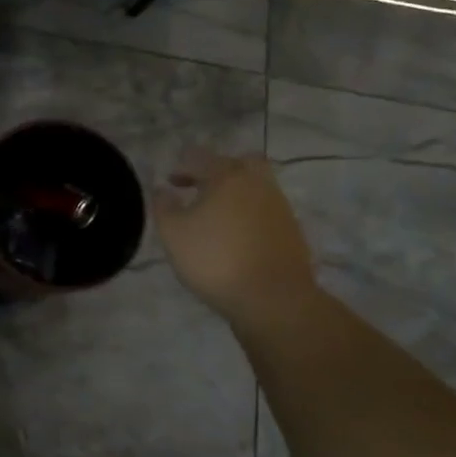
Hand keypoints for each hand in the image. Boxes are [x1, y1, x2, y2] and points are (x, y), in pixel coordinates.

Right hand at [151, 149, 317, 324]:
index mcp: (226, 177)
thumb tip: (163, 189)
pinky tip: (235, 233)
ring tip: (215, 215)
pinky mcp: (292, 230)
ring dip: (235, 192)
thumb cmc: (215, 259)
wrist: (274, 299)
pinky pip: (266, 208)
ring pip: (256, 185)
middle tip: (200, 188)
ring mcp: (279, 206)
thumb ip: (164, 205)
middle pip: (240, 162)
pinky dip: (249, 212)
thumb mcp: (173, 233)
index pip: (200, 157)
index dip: (182, 165)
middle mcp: (257, 184)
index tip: (171, 182)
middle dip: (218, 170)